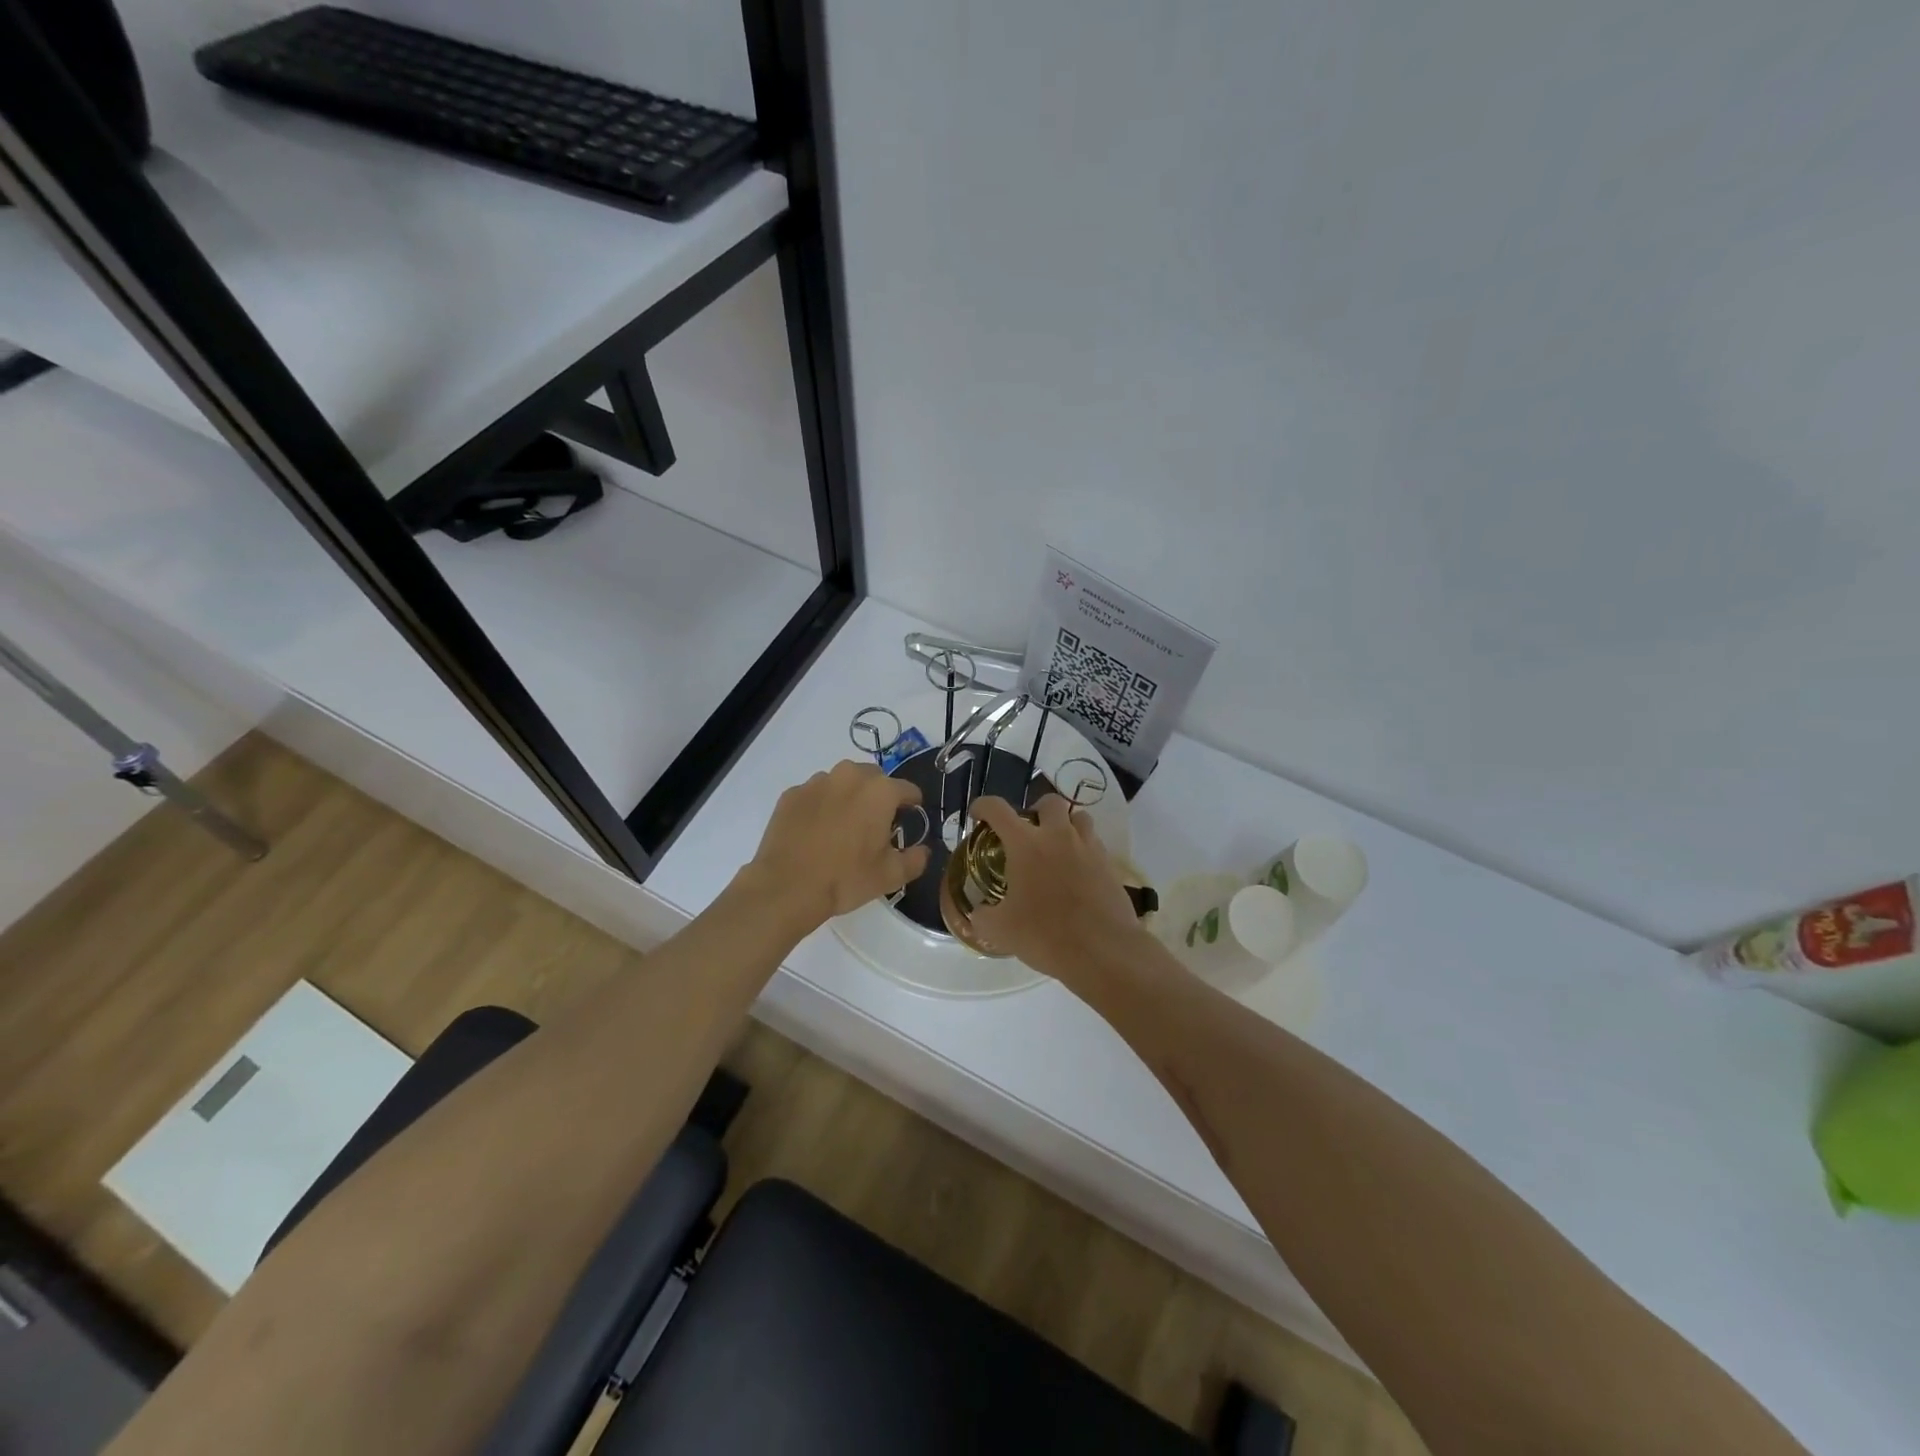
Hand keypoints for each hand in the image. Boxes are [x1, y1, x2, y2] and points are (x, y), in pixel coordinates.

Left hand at [744, 760, 929, 935]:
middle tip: (874, 825)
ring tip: (842, 828)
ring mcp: (816, 782)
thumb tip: (923, 851)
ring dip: (848, 797)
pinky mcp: (791, 794)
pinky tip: (816, 832)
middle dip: (878, 797)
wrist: (786, 887)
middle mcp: (849, 776)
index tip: (909, 819)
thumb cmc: (845, 879)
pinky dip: (820, 806)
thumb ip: (915, 859)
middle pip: (874, 779)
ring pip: (842, 782)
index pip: (908, 789)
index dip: (912, 805)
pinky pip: (815, 794)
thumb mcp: (890, 876)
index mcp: (880, 791)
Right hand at [969, 794, 1152, 987]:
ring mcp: (1088, 847)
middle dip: (1036, 810)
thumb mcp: (1000, 930)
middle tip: (1028, 833)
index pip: (998, 810)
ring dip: (1066, 825)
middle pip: (1049, 802)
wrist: (1102, 950)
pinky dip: (1083, 849)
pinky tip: (1077, 872)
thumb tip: (979, 912)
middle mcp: (1058, 836)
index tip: (978, 815)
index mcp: (1025, 844)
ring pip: (1079, 817)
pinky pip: (1094, 843)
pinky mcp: (1109, 864)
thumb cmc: (1045, 934)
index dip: (983, 807)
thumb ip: (984, 916)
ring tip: (1057, 847)